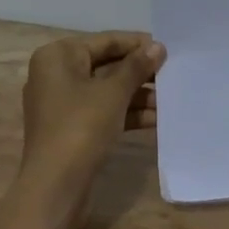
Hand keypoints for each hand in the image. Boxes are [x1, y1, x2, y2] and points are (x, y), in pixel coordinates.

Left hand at [20, 32, 165, 208]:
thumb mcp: (113, 93)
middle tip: (173, 72)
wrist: (55, 187)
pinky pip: (103, 111)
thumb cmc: (81, 127)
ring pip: (107, 91)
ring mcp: (63, 104)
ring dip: (138, 95)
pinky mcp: (72, 128)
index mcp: (57, 56)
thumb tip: (158, 46)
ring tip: (171, 97)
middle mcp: (56, 74)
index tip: (168, 48)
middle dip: (139, 72)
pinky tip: (158, 118)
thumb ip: (136, 67)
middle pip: (106, 65)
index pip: (104, 41)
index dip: (137, 44)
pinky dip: (127, 113)